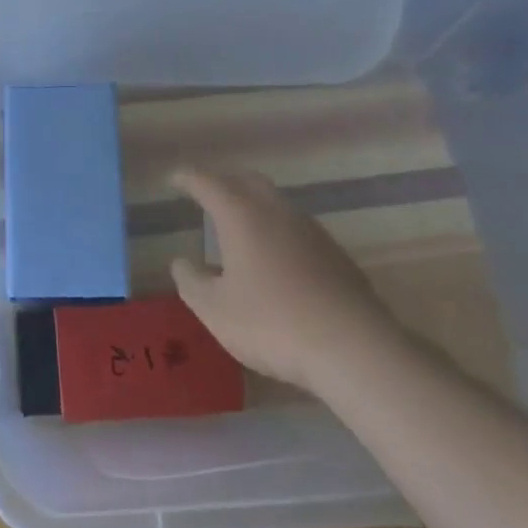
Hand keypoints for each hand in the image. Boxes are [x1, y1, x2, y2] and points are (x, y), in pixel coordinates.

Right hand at [168, 166, 403, 390]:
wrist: (354, 349)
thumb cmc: (272, 323)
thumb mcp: (215, 310)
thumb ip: (191, 282)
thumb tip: (182, 263)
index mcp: (241, 215)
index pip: (207, 183)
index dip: (187, 178)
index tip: (174, 179)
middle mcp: (276, 211)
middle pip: (247, 181)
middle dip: (224, 182)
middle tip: (206, 195)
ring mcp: (311, 231)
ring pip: (276, 203)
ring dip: (254, 206)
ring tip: (239, 228)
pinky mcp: (336, 255)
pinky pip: (297, 229)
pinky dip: (278, 232)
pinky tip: (276, 261)